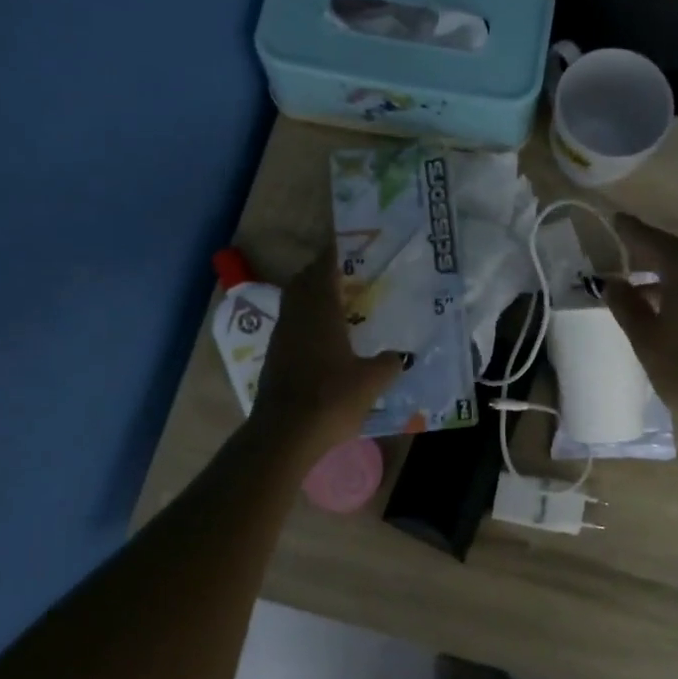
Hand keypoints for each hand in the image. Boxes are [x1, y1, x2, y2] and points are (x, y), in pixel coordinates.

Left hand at [250, 255, 403, 461]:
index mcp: (320, 311)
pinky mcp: (275, 358)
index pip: (324, 268)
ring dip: (313, 296)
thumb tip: (401, 356)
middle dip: (322, 272)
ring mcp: (282, 337)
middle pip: (304, 282)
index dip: (335, 253)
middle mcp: (297, 316)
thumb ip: (388, 364)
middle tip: (347, 273)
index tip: (349, 244)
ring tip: (340, 303)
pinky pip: (292, 325)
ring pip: (295, 303)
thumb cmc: (331, 398)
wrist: (284, 435)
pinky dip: (307, 320)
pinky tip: (326, 337)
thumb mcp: (371, 382)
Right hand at [602, 214, 677, 429]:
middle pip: (677, 253)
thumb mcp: (648, 341)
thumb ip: (626, 306)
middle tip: (624, 261)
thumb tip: (612, 282)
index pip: (651, 238)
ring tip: (645, 292)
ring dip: (671, 278)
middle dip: (650, 257)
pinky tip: (677, 309)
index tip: (614, 221)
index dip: (629, 231)